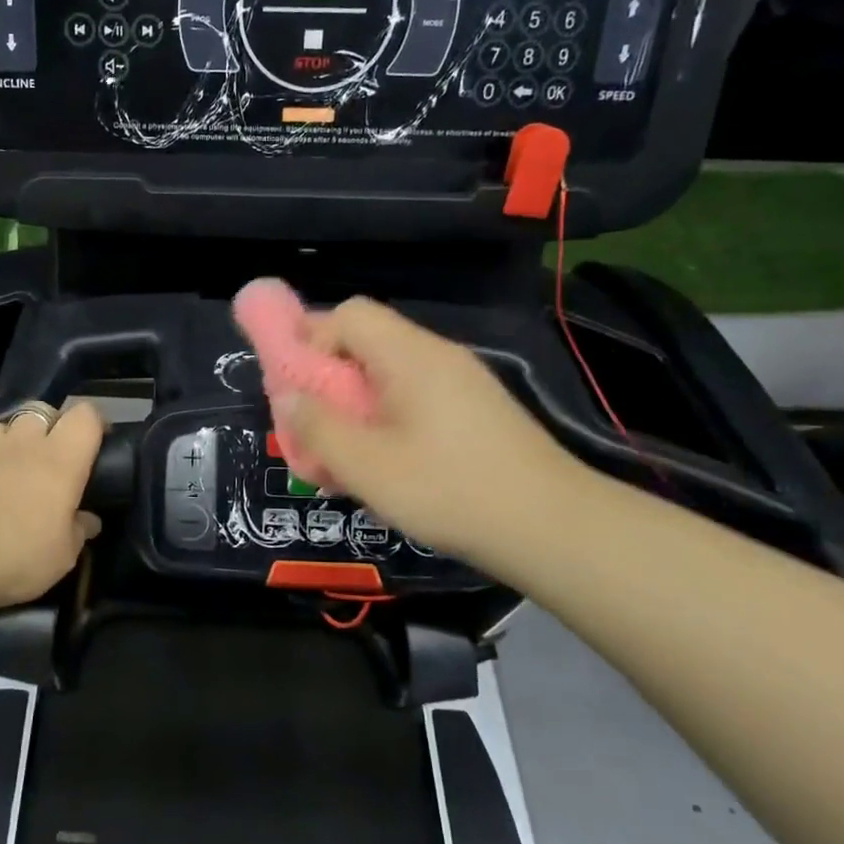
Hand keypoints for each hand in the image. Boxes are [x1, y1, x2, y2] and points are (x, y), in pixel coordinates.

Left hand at [0, 400, 104, 608]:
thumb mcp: (62, 556)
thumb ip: (78, 532)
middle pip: (43, 411)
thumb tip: (89, 521)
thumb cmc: (17, 552)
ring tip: (12, 468)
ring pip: (4, 426)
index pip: (85, 415)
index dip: (94, 424)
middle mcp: (25, 443)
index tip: (98, 444)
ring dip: (12, 440)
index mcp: (61, 458)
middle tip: (53, 459)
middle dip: (50, 427)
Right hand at [273, 298, 590, 573]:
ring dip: (356, 406)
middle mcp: (438, 356)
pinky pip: (415, 398)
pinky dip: (387, 420)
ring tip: (346, 455)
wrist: (554, 528)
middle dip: (329, 379)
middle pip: (367, 342)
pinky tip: (388, 467)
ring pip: (389, 375)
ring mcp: (462, 383)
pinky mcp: (477, 411)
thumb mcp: (367, 465)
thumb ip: (318, 427)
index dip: (313, 340)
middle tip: (315, 427)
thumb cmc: (451, 490)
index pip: (348, 314)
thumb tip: (289, 397)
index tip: (300, 389)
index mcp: (410, 355)